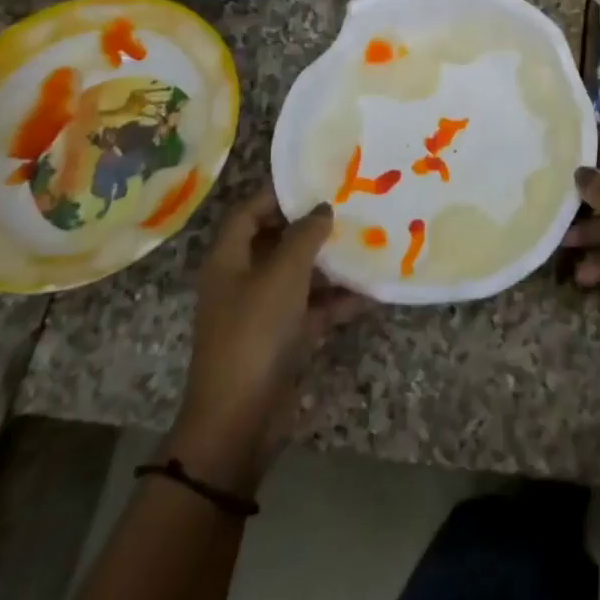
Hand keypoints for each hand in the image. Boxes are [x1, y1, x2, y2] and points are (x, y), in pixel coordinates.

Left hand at [164, 190, 367, 496]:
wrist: (240, 418)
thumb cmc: (255, 333)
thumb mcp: (283, 275)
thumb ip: (304, 236)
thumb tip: (322, 209)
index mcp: (228, 260)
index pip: (248, 212)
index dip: (278, 194)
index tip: (317, 181)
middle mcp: (242, 281)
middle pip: (276, 242)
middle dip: (312, 227)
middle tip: (350, 208)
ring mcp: (262, 311)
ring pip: (299, 275)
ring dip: (330, 264)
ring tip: (368, 244)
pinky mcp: (282, 338)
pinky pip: (313, 309)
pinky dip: (337, 301)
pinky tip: (371, 292)